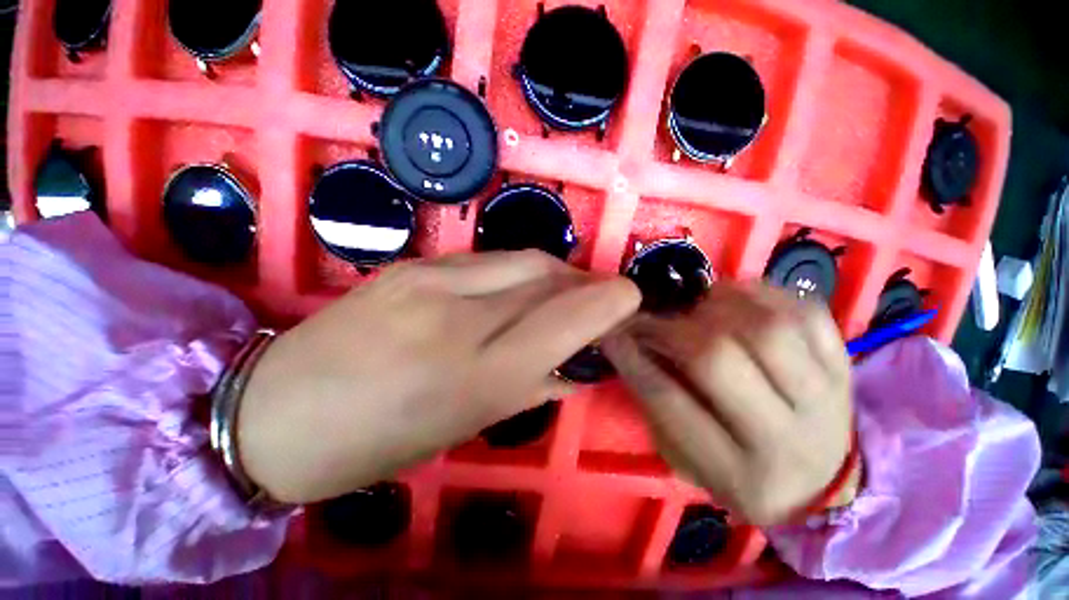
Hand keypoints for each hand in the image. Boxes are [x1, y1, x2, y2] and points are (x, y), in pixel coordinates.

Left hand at [236, 251, 640, 503]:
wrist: (276, 411)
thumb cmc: (377, 442)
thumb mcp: (466, 426)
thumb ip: (529, 386)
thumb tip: (574, 365)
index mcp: (476, 374)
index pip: (564, 319)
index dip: (606, 302)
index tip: (629, 297)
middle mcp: (458, 315)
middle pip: (546, 276)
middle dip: (583, 283)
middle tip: (597, 297)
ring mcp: (430, 279)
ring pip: (520, 260)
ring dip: (554, 273)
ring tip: (562, 291)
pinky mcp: (412, 264)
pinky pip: (487, 260)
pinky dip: (517, 271)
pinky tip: (516, 288)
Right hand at [603, 282, 855, 525]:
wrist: (821, 486)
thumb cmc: (739, 474)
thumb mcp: (685, 459)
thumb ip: (655, 405)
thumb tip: (630, 344)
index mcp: (741, 475)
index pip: (669, 402)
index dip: (631, 359)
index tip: (610, 332)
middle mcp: (789, 438)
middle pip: (718, 359)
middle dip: (669, 329)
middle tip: (651, 317)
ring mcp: (828, 398)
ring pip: (766, 328)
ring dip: (716, 305)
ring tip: (695, 304)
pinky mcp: (846, 367)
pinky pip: (806, 313)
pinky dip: (762, 294)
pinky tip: (736, 298)